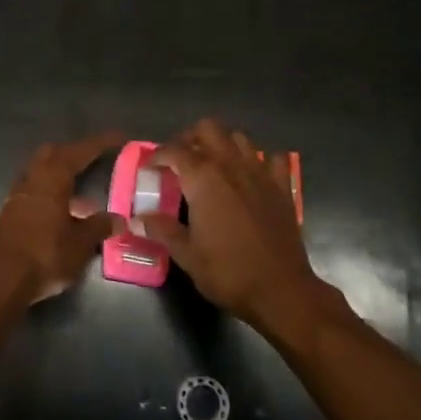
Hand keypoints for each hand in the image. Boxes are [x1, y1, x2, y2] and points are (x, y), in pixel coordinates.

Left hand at [0, 133, 125, 305]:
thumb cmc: (44, 254)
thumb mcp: (80, 243)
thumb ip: (99, 227)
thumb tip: (118, 219)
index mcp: (53, 177)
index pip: (81, 151)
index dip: (101, 143)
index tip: (119, 137)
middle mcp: (33, 179)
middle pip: (54, 153)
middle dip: (74, 152)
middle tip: (94, 159)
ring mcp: (17, 196)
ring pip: (41, 173)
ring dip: (61, 176)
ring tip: (83, 193)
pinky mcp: (9, 214)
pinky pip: (34, 192)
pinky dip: (51, 194)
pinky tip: (64, 214)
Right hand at [141, 118, 324, 332]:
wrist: (280, 290)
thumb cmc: (228, 272)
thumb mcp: (187, 254)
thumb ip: (162, 229)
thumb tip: (137, 217)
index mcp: (203, 178)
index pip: (175, 150)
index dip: (158, 155)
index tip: (150, 167)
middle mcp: (231, 165)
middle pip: (208, 129)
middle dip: (191, 138)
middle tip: (180, 159)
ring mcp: (261, 172)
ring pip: (239, 138)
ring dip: (223, 144)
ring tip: (213, 164)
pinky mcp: (283, 186)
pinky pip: (273, 159)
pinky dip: (261, 160)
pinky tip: (253, 175)